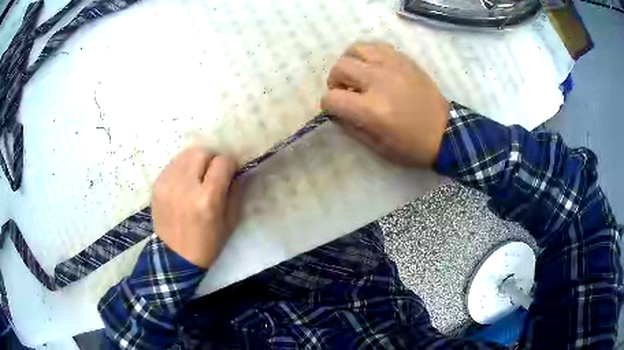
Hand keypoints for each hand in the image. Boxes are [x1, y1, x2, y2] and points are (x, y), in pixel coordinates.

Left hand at [151, 146, 240, 268]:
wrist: (175, 257)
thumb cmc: (207, 244)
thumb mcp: (230, 222)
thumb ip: (235, 192)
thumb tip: (237, 171)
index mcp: (207, 199)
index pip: (222, 161)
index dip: (230, 165)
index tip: (230, 174)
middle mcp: (185, 186)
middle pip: (202, 152)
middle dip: (211, 160)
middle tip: (212, 175)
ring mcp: (167, 183)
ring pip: (186, 154)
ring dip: (196, 162)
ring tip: (197, 178)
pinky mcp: (157, 184)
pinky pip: (173, 164)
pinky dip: (182, 168)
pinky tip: (183, 184)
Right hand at [321, 41, 448, 166]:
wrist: (446, 132)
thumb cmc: (412, 146)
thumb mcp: (378, 147)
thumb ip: (351, 127)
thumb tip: (336, 112)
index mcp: (372, 110)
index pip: (332, 98)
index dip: (328, 105)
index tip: (336, 110)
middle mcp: (379, 81)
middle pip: (340, 68)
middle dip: (335, 82)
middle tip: (345, 91)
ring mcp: (393, 66)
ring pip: (355, 49)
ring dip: (350, 62)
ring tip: (357, 74)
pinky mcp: (404, 60)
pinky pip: (377, 46)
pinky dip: (368, 54)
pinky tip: (373, 66)